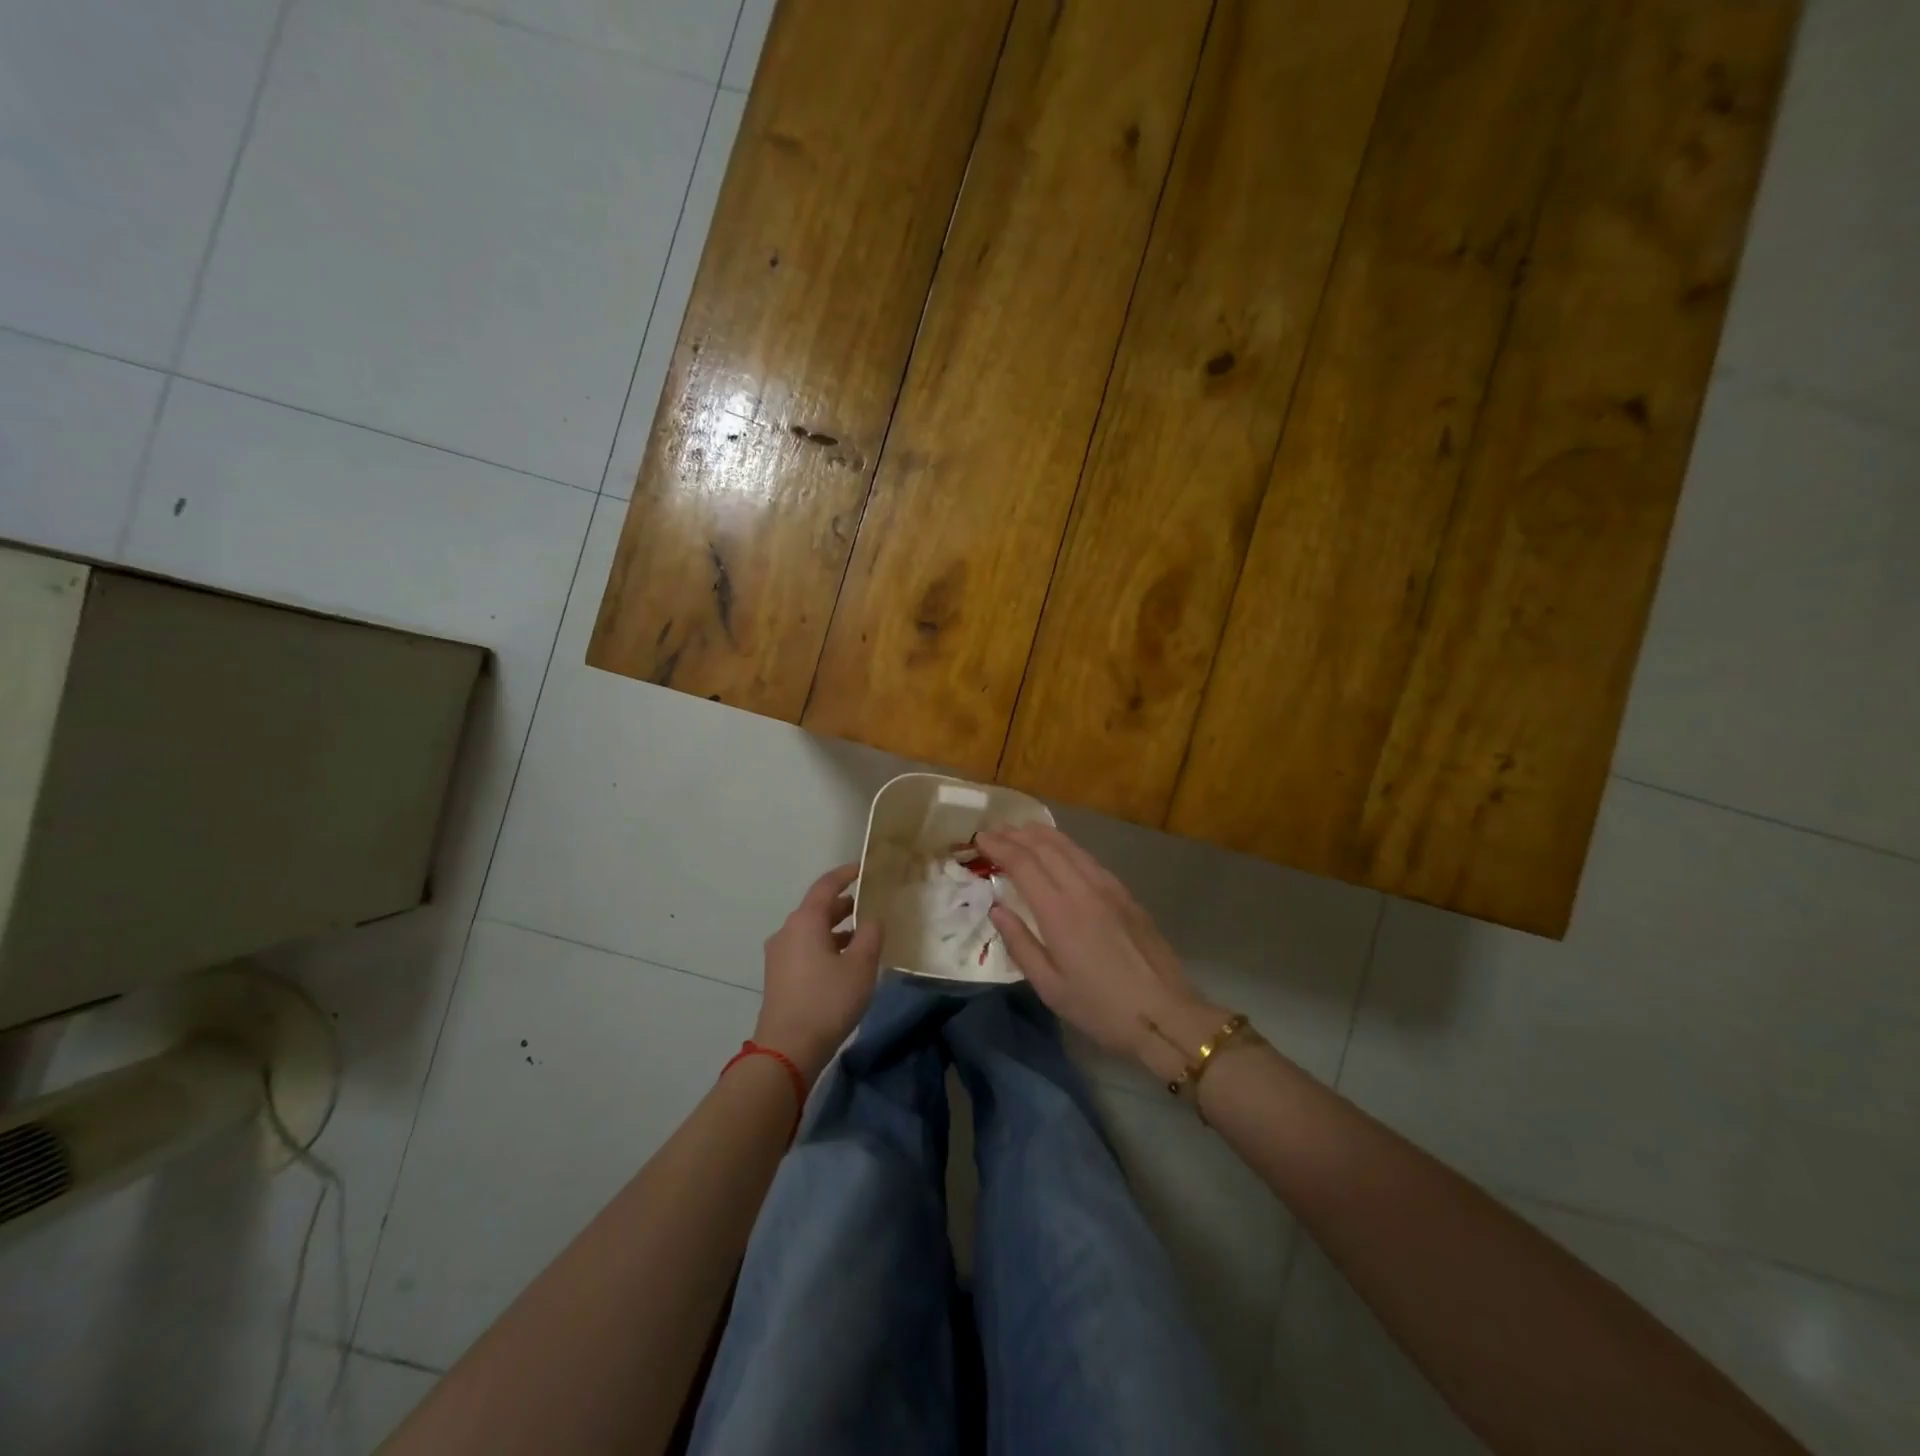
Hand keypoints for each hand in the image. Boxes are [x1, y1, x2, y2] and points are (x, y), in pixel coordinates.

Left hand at [755, 863, 881, 1081]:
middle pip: (817, 908)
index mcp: (805, 921)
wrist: (787, 1049)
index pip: (826, 885)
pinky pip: (805, 949)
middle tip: (870, 905)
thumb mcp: (861, 966)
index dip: (846, 874)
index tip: (864, 869)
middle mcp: (787, 931)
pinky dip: (826, 946)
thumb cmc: (827, 1000)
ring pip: (811, 931)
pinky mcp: (779, 977)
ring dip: (836, 930)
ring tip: (863, 937)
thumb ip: (871, 935)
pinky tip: (845, 963)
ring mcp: (779, 955)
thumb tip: (871, 919)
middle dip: (844, 905)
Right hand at [975, 826, 1221, 1072]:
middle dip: (1017, 834)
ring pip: (1070, 847)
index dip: (999, 846)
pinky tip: (1061, 851)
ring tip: (1021, 830)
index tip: (980, 838)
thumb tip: (997, 910)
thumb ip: (1020, 944)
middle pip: (1046, 847)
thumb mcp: (1050, 987)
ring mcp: (1108, 888)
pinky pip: (1089, 858)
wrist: (1166, 1014)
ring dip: (1042, 834)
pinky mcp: (1125, 894)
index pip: (1023, 864)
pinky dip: (1066, 846)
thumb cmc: (1101, 1008)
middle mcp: (1083, 889)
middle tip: (995, 831)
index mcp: (1059, 912)